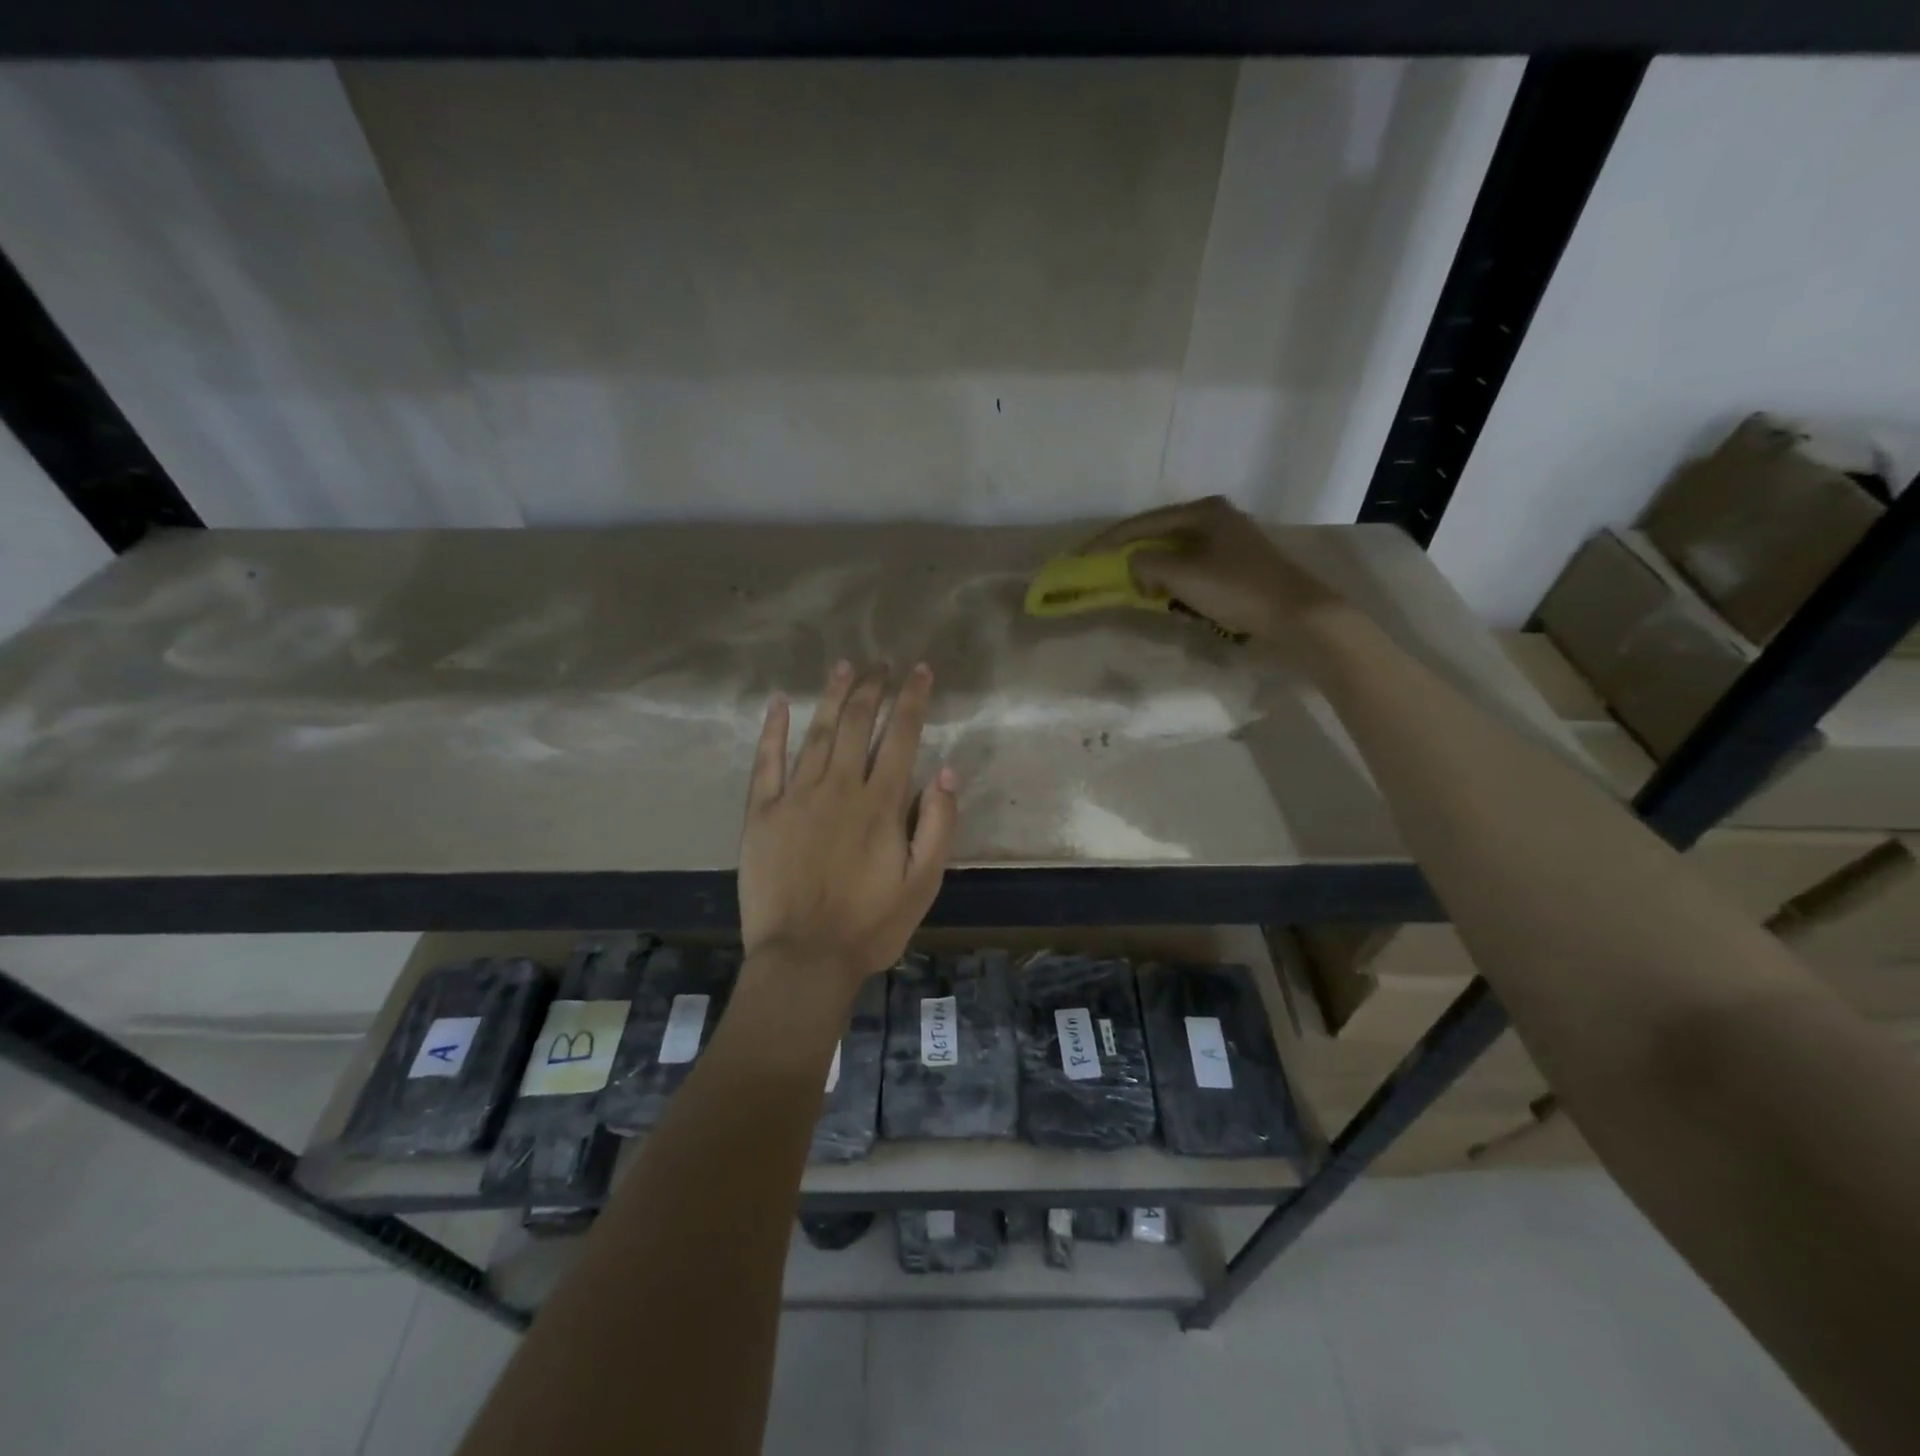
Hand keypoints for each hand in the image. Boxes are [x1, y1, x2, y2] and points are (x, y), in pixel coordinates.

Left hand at [738, 661, 958, 997]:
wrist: (803, 960)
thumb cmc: (870, 926)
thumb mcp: (923, 884)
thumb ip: (938, 825)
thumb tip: (948, 770)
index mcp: (880, 804)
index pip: (901, 737)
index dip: (912, 700)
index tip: (920, 671)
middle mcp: (839, 788)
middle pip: (857, 724)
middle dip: (873, 688)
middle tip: (881, 663)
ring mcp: (796, 797)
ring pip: (816, 734)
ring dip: (832, 697)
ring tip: (843, 667)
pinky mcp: (761, 813)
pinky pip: (766, 763)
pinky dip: (773, 731)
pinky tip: (780, 704)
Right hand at [1079, 495, 1342, 652]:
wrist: (1297, 616)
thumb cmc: (1238, 589)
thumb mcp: (1183, 575)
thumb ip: (1146, 565)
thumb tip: (1133, 564)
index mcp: (1202, 512)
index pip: (1143, 523)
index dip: (1108, 541)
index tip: (1082, 557)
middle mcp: (1215, 519)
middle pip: (1159, 535)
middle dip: (1132, 556)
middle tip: (1104, 573)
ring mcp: (1228, 543)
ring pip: (1175, 554)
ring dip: (1154, 572)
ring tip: (1134, 589)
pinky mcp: (1236, 567)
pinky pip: (1192, 570)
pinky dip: (1174, 582)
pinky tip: (1167, 598)